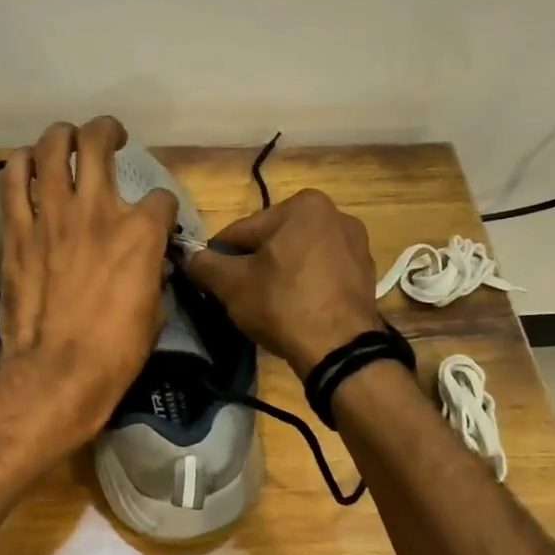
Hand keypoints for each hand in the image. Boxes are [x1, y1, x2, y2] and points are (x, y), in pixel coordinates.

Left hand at [0, 117, 178, 440]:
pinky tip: (26, 165)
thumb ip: (151, 272)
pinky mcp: (17, 230)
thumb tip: (148, 262)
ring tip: (65, 141)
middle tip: (109, 137)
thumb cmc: (115, 352)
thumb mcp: (154, 311)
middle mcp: (97, 210)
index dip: (163, 208)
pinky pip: (12, 180)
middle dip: (108, 132)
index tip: (158, 221)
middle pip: (99, 143)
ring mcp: (52, 216)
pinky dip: (20, 165)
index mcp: (140, 233)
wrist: (56, 373)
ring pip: (52, 148)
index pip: (161, 197)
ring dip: (61, 137)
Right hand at [184, 189, 382, 378]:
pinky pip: (321, 274)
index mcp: (302, 205)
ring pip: (297, 258)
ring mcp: (356, 244)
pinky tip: (295, 311)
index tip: (212, 282)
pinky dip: (305, 286)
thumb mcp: (231, 284)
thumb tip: (188, 257)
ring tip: (268, 307)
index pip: (242, 231)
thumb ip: (204, 264)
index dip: (221, 258)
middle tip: (240, 298)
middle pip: (272, 242)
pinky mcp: (365, 273)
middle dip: (253, 266)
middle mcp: (334, 214)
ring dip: (279, 276)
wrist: (340, 349)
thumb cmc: (282, 304)